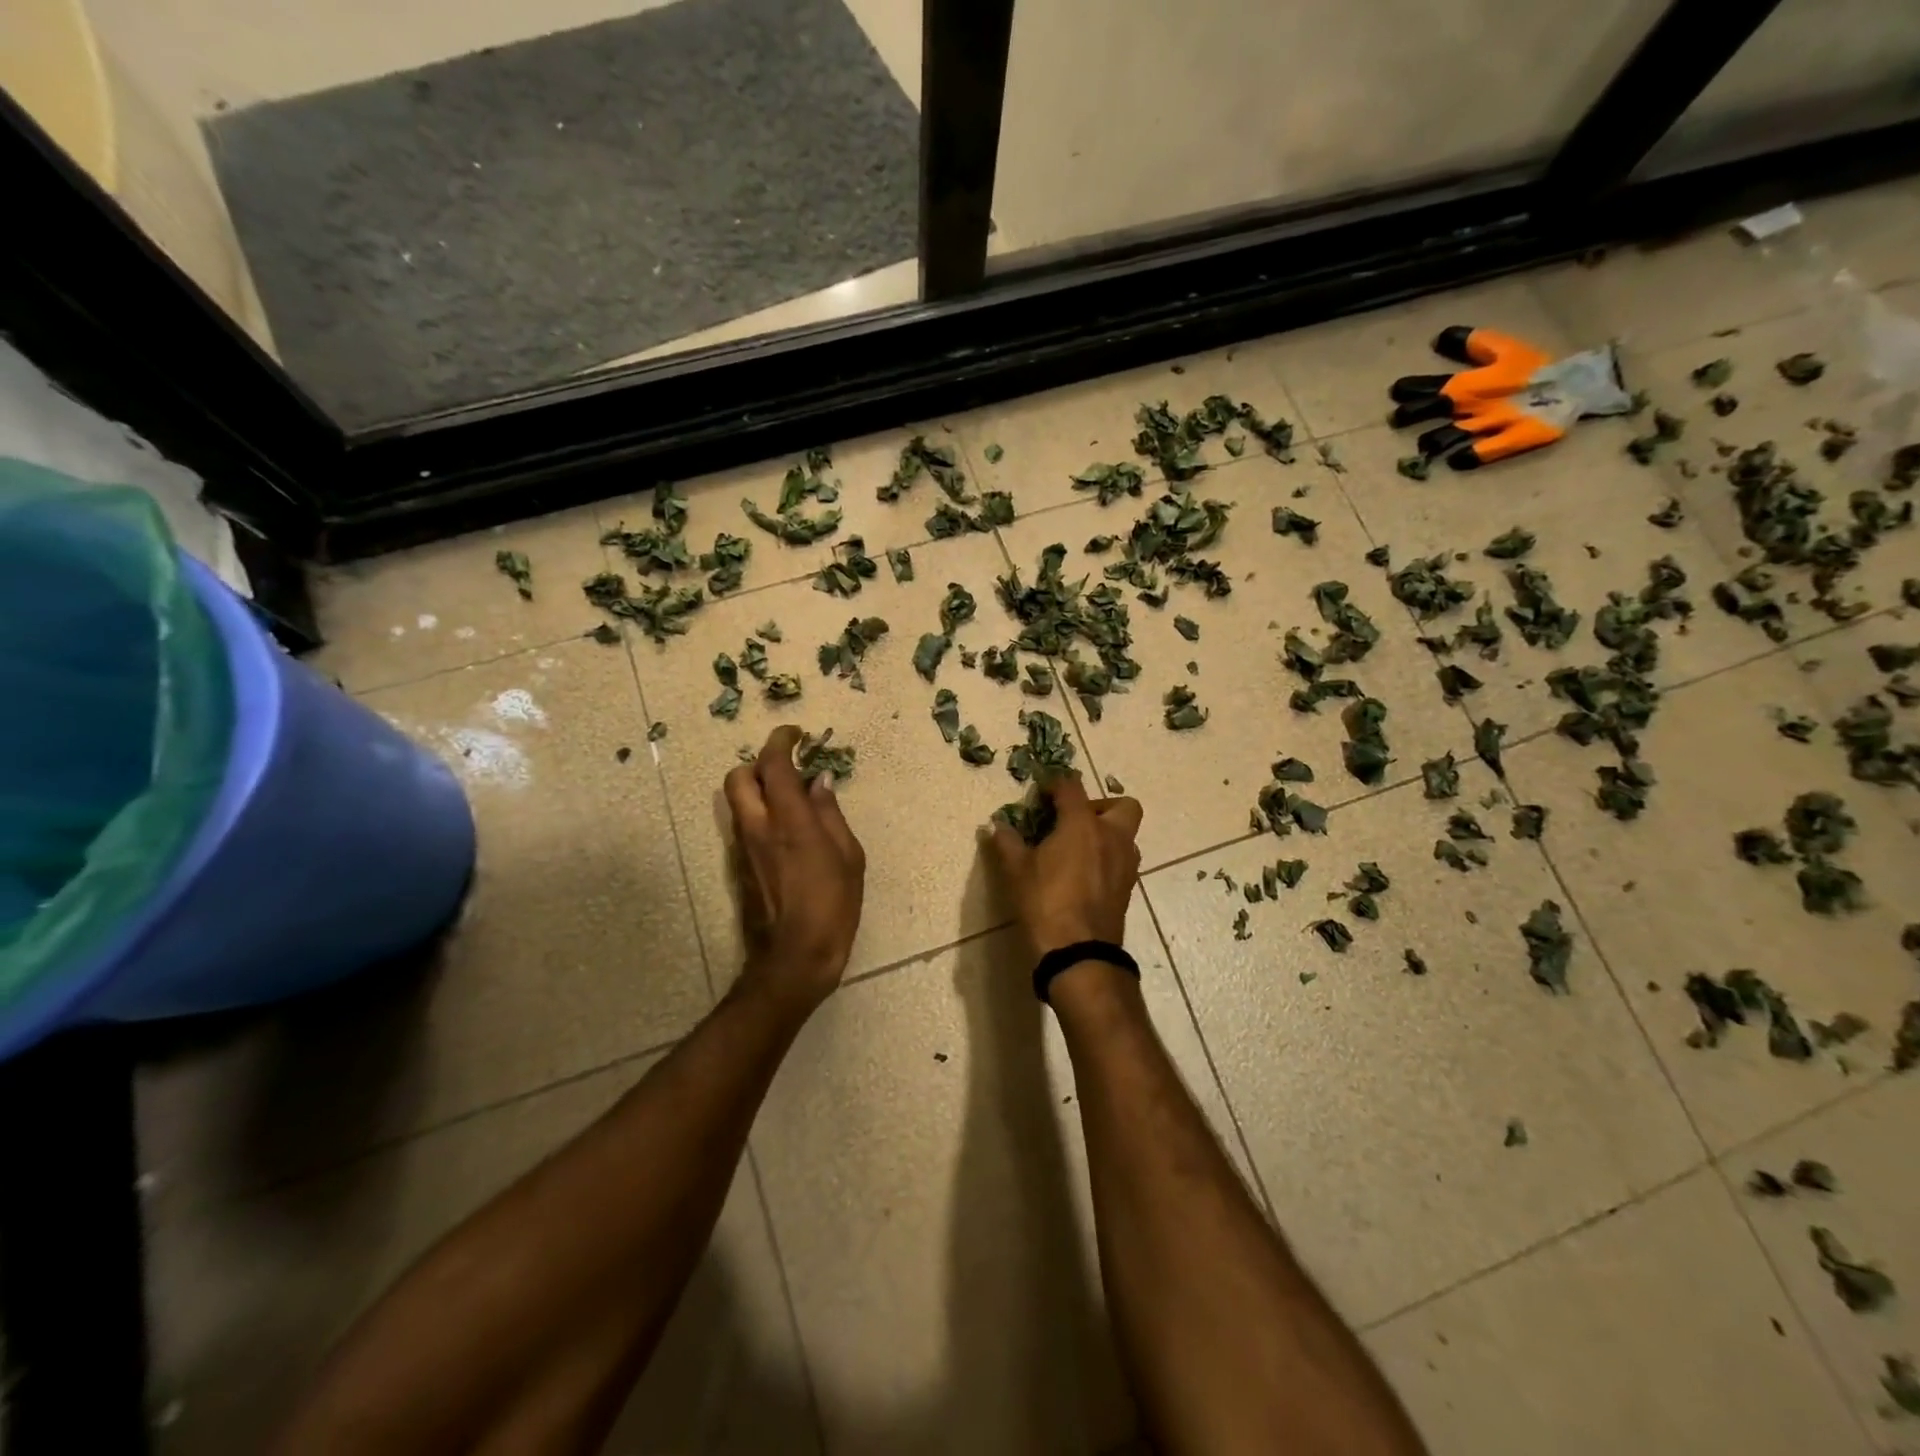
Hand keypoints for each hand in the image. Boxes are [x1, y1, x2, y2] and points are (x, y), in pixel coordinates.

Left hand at [724, 726, 866, 1011]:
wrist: (794, 958)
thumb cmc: (833, 906)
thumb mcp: (849, 856)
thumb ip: (831, 814)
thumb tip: (820, 782)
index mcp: (790, 821)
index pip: (773, 765)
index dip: (781, 741)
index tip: (796, 734)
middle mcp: (758, 827)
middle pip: (738, 777)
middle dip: (758, 763)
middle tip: (787, 768)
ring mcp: (743, 848)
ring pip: (736, 801)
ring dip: (757, 789)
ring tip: (790, 799)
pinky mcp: (739, 867)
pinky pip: (743, 825)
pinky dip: (758, 813)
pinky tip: (786, 831)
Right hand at [988, 774, 1142, 958]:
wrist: (1079, 953)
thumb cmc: (1045, 903)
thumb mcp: (1016, 871)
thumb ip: (1007, 842)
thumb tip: (997, 826)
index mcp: (1082, 824)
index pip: (1072, 787)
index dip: (1055, 784)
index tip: (1040, 794)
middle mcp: (1111, 836)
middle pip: (1121, 805)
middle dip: (1099, 806)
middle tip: (1073, 820)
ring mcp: (1126, 863)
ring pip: (1125, 834)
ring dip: (1106, 833)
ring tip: (1077, 849)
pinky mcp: (1128, 887)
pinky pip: (1123, 859)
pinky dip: (1108, 857)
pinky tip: (1085, 874)